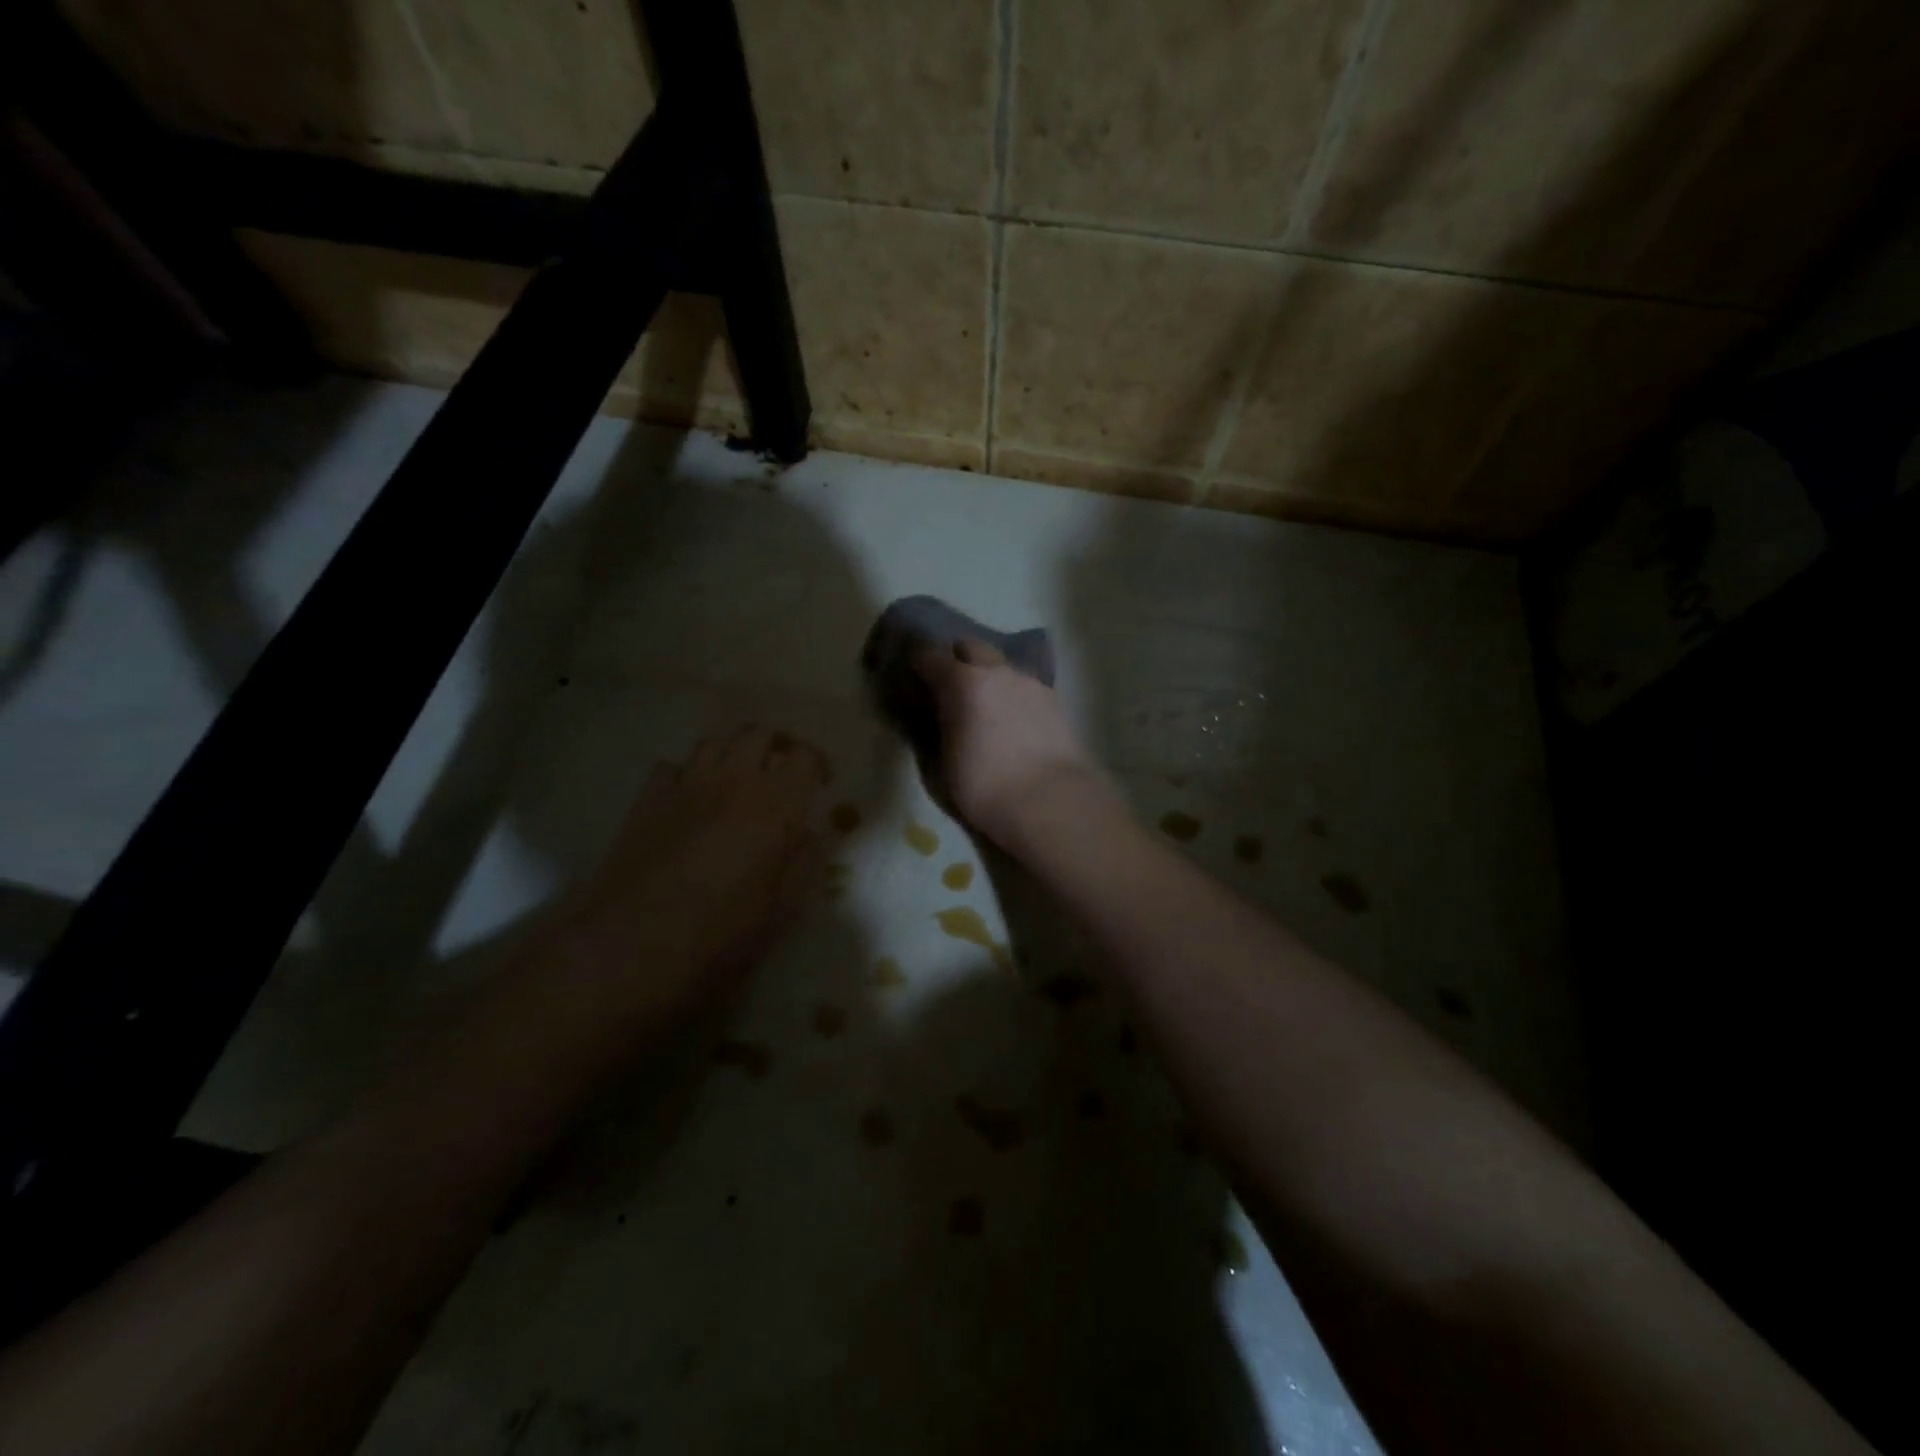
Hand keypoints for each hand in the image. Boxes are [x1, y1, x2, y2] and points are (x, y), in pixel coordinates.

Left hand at [555, 726, 829, 1024]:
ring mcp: (684, 787)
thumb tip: (810, 834)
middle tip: (780, 780)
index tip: (819, 787)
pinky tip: (690, 803)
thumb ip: (804, 864)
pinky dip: (687, 775)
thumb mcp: (781, 912)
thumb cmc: (718, 938)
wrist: (629, 950)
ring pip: (714, 742)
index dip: (817, 765)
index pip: (804, 757)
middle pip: (758, 734)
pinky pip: (672, 767)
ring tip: (737, 785)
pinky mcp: (646, 801)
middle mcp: (731, 782)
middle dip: (775, 749)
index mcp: (773, 807)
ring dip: (732, 755)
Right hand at [911, 639, 1105, 846]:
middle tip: (950, 683)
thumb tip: (935, 716)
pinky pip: (1024, 685)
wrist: (1050, 801)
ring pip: (1002, 665)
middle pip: (972, 646)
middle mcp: (997, 672)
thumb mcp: (943, 762)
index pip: (930, 656)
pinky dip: (1012, 694)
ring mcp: (1029, 682)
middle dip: (958, 658)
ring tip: (986, 704)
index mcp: (962, 682)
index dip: (917, 662)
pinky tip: (1013, 718)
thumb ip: (937, 728)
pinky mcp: (1054, 699)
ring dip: (990, 675)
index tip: (912, 674)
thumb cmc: (985, 787)